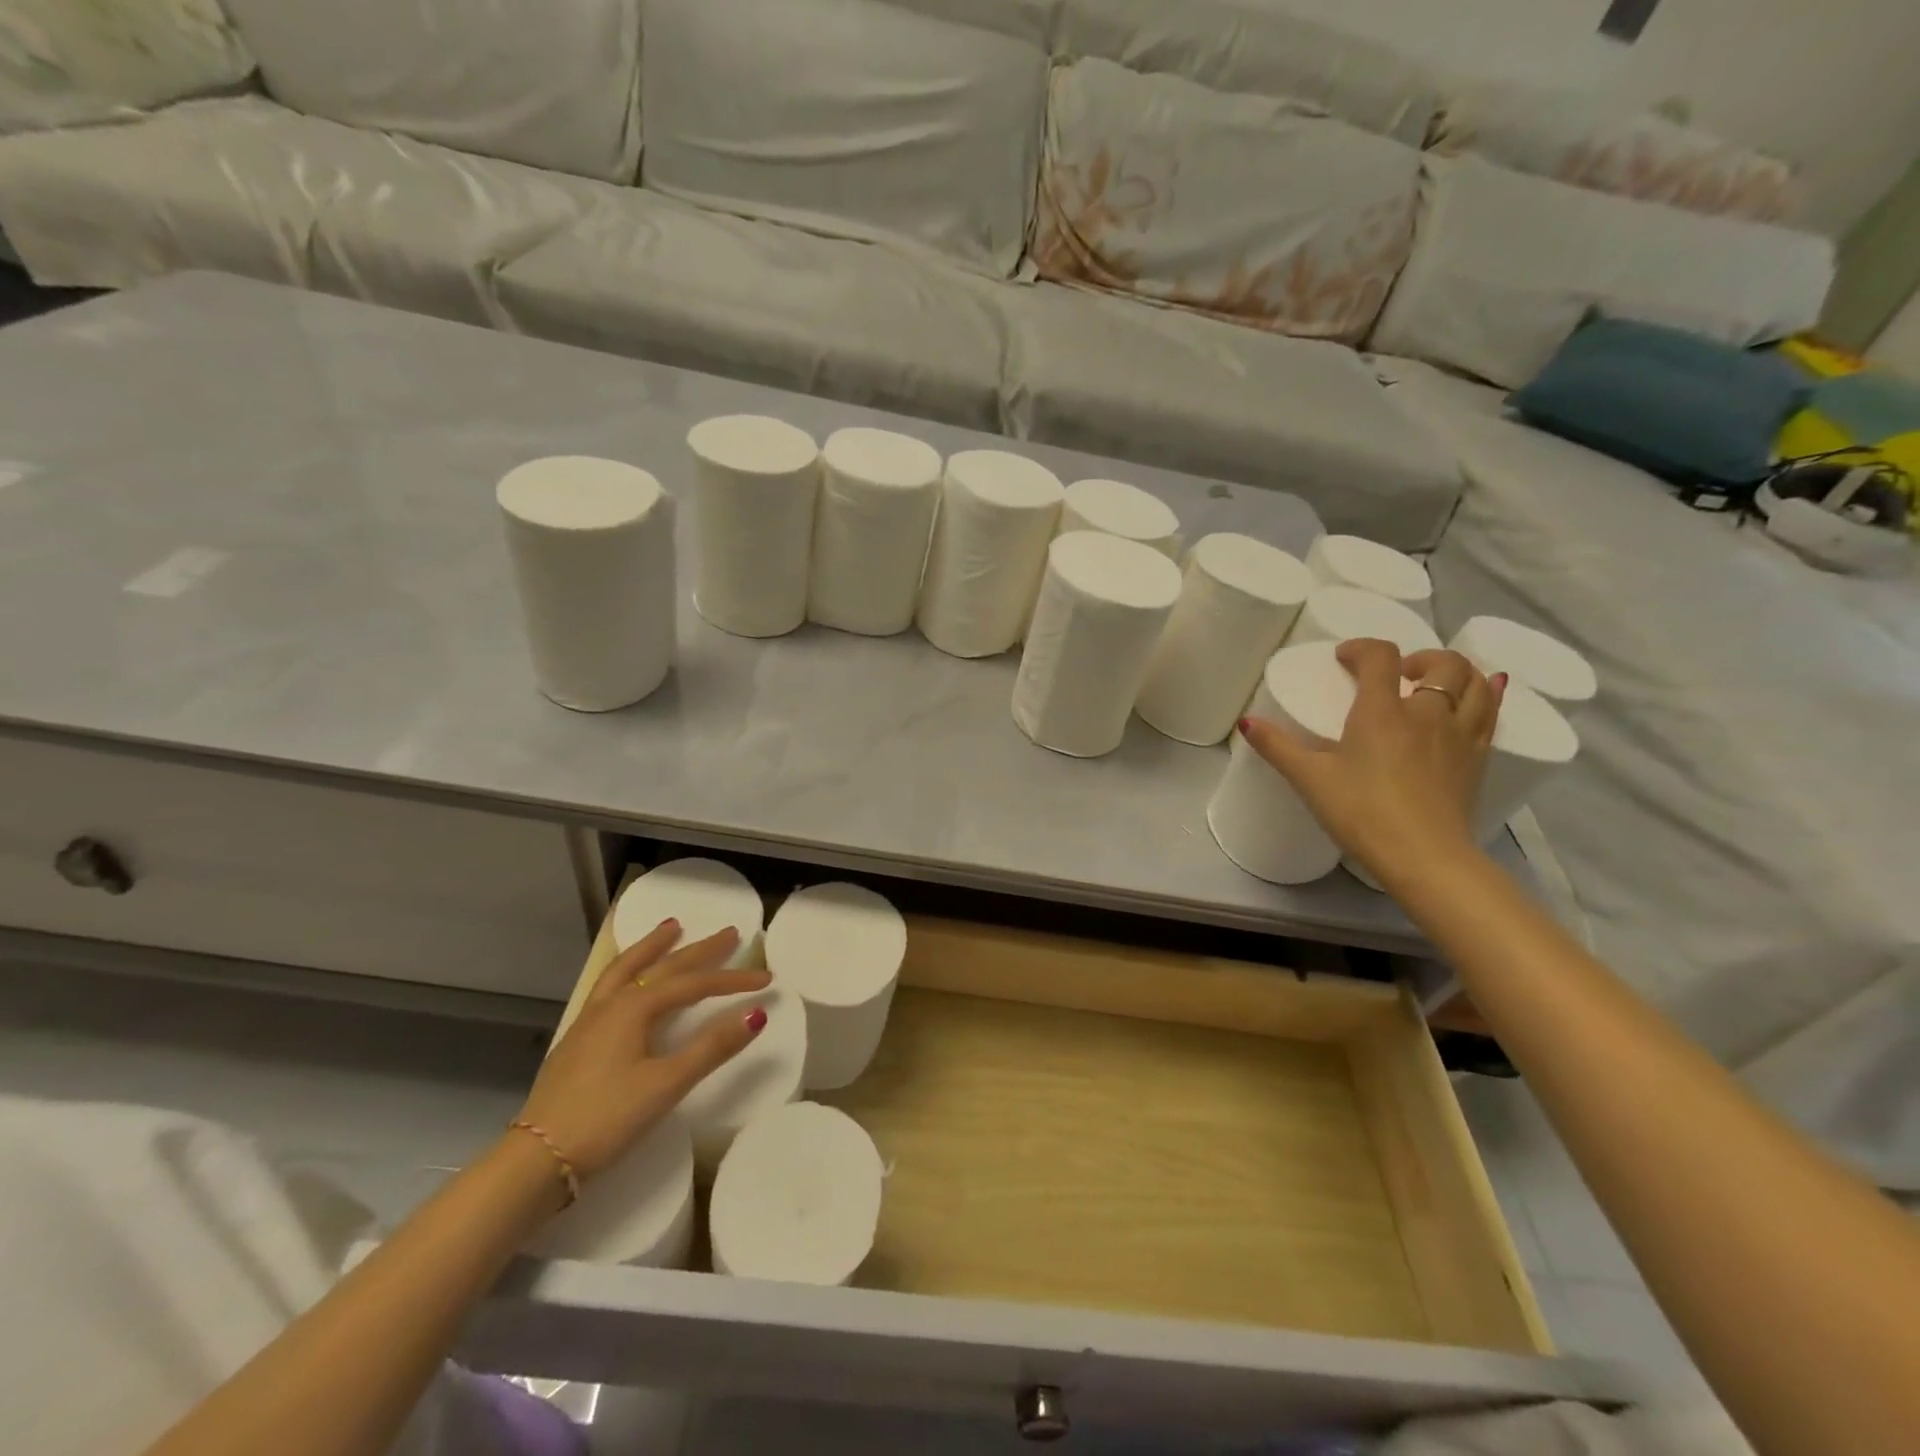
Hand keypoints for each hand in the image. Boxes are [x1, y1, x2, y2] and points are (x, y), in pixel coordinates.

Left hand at [515, 921, 771, 1180]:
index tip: (766, 978)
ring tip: (671, 928)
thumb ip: (711, 1047)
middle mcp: (612, 1004)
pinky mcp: (578, 1040)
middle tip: (729, 933)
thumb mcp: (667, 1084)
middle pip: (662, 967)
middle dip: (699, 950)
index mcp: (635, 1008)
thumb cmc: (607, 1118)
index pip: (694, 985)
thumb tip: (756, 1013)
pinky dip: (629, 969)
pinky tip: (630, 979)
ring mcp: (590, 1020)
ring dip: (653, 947)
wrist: (536, 1160)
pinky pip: (610, 986)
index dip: (733, 980)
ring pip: (627, 969)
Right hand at [1238, 638, 1507, 887]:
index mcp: (1382, 712)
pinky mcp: (1477, 758)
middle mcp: (1427, 713)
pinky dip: (1487, 696)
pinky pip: (1492, 714)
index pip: (1379, 657)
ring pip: (1475, 683)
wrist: (1423, 856)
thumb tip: (1245, 722)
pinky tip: (1482, 696)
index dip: (1361, 648)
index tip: (1344, 659)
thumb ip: (1277, 747)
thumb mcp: (1309, 779)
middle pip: (1441, 663)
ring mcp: (1459, 735)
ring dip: (1457, 671)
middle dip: (1418, 657)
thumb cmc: (1360, 812)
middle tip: (1398, 673)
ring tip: (1435, 683)